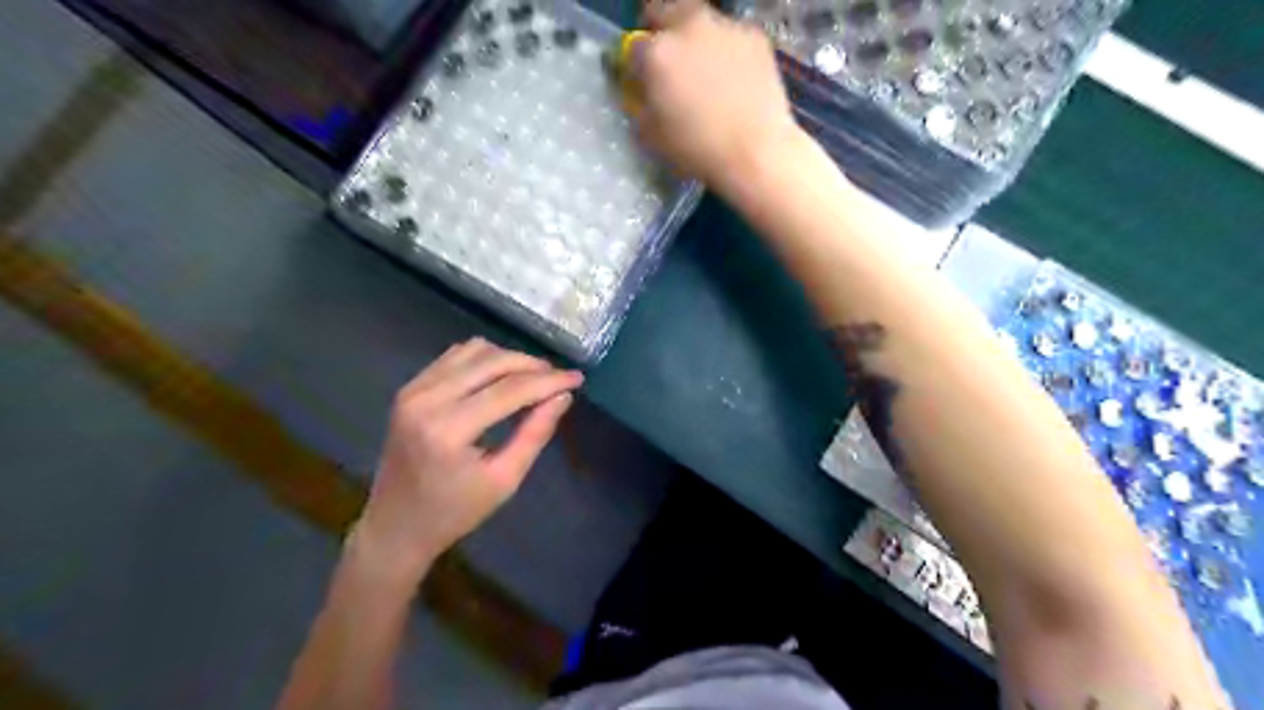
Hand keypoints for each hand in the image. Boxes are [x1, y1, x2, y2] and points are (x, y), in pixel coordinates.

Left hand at [355, 339, 581, 582]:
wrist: (395, 525)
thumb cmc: (455, 511)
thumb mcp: (504, 480)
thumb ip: (534, 434)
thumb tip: (563, 396)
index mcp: (448, 431)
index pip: (509, 390)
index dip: (548, 381)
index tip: (578, 378)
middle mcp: (426, 400)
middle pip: (492, 361)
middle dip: (532, 365)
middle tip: (559, 378)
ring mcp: (413, 389)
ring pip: (474, 351)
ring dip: (509, 359)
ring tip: (533, 378)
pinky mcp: (409, 387)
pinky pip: (454, 356)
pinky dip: (485, 359)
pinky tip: (501, 377)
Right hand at [626, 1, 792, 190]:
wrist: (755, 152)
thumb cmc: (696, 150)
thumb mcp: (650, 135)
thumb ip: (639, 104)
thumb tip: (641, 91)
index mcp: (657, 53)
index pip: (633, 47)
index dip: (634, 64)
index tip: (641, 78)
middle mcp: (688, 27)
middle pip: (665, 11)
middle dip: (662, 31)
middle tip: (669, 60)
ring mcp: (725, 27)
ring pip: (701, 21)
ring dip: (696, 39)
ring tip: (706, 70)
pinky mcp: (755, 37)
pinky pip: (731, 37)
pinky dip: (727, 51)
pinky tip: (734, 79)